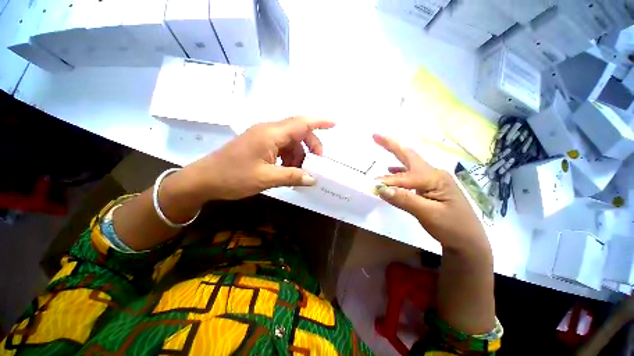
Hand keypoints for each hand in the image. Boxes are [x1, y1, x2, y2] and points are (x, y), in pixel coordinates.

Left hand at [179, 116, 334, 201]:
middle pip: (298, 131)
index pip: (301, 122)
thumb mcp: (267, 178)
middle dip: (311, 145)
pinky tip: (287, 170)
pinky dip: (289, 157)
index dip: (319, 122)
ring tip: (298, 172)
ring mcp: (263, 137)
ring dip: (299, 155)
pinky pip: (281, 147)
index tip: (334, 124)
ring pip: (290, 141)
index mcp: (271, 134)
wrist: (204, 179)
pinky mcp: (259, 144)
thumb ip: (292, 177)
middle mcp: (268, 130)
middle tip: (316, 163)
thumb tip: (313, 179)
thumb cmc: (233, 177)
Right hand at [373, 134, 489, 252]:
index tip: (373, 187)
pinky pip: (411, 174)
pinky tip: (391, 169)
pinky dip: (399, 171)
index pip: (405, 177)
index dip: (388, 182)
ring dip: (395, 154)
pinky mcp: (430, 186)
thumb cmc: (452, 227)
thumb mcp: (428, 214)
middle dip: (392, 145)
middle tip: (376, 135)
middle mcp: (434, 174)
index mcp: (435, 178)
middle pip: (409, 156)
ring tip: (382, 146)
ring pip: (410, 163)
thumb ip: (404, 199)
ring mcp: (433, 179)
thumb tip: (380, 188)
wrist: (469, 241)